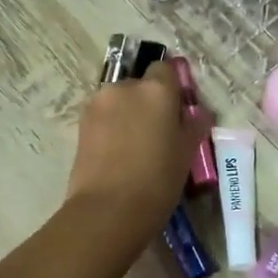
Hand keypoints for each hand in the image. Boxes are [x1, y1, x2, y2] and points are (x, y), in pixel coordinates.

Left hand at [67, 61, 210, 240]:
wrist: (108, 209)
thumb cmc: (157, 180)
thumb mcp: (186, 153)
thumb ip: (193, 126)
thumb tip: (197, 113)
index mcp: (156, 90)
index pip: (166, 68)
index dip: (172, 86)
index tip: (177, 110)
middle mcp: (124, 88)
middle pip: (139, 84)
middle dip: (147, 102)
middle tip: (157, 133)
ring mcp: (98, 104)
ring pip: (118, 101)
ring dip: (127, 114)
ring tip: (134, 147)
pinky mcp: (80, 124)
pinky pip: (102, 117)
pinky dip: (110, 128)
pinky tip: (117, 154)